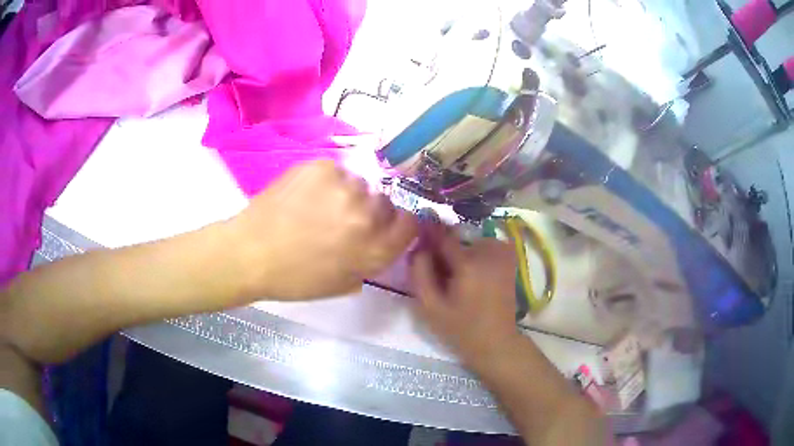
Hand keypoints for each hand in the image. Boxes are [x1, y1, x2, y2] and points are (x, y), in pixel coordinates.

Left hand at [229, 160, 417, 299]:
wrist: (251, 252)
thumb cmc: (295, 278)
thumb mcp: (343, 284)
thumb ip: (372, 262)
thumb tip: (381, 242)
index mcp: (375, 249)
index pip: (410, 224)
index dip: (399, 225)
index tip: (384, 228)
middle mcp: (368, 215)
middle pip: (386, 203)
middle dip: (370, 212)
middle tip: (343, 221)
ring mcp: (345, 187)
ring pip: (360, 185)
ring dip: (347, 195)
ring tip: (318, 207)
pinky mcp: (323, 167)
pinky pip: (337, 171)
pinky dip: (326, 182)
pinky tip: (305, 195)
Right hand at [409, 224, 520, 367]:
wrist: (496, 341)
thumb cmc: (460, 328)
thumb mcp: (430, 307)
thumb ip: (419, 273)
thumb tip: (418, 248)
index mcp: (468, 263)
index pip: (443, 235)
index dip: (428, 232)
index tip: (417, 233)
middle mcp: (488, 251)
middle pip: (457, 237)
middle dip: (444, 247)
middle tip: (437, 269)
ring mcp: (502, 253)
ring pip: (471, 240)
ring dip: (460, 250)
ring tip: (455, 275)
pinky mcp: (509, 259)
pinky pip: (485, 245)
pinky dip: (475, 252)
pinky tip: (472, 273)